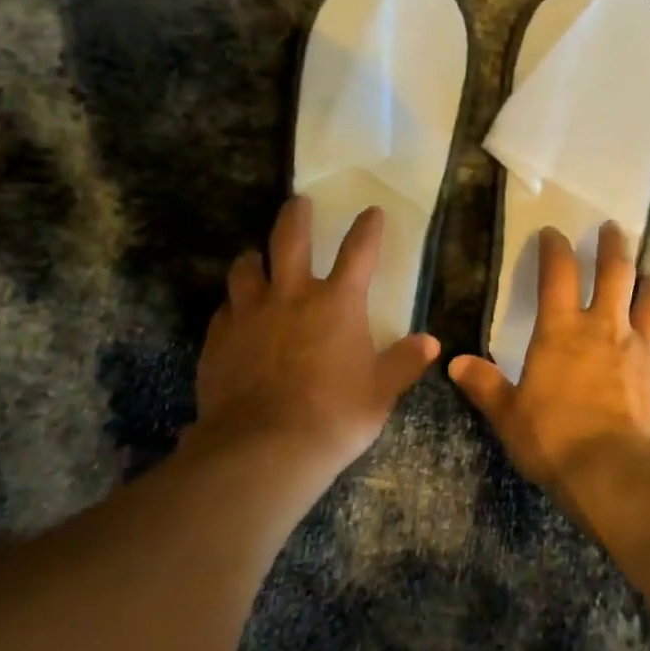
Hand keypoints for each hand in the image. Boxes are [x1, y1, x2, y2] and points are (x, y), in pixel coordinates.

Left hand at [193, 197, 439, 494]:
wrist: (264, 449)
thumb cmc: (335, 416)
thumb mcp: (381, 392)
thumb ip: (404, 362)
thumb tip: (431, 342)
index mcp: (337, 303)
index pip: (358, 251)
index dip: (368, 228)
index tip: (372, 211)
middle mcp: (291, 296)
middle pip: (289, 239)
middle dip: (296, 215)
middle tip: (298, 202)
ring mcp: (249, 315)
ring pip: (246, 268)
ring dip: (253, 258)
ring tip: (255, 256)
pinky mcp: (219, 339)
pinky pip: (224, 310)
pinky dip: (232, 305)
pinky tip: (234, 314)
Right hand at [449, 222, 649, 486]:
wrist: (618, 475)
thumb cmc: (555, 441)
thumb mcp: (509, 416)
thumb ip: (485, 385)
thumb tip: (455, 363)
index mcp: (563, 331)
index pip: (557, 273)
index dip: (554, 247)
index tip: (553, 232)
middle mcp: (608, 328)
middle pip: (616, 272)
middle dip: (613, 246)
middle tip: (613, 228)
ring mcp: (647, 349)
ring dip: (649, 284)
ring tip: (647, 278)